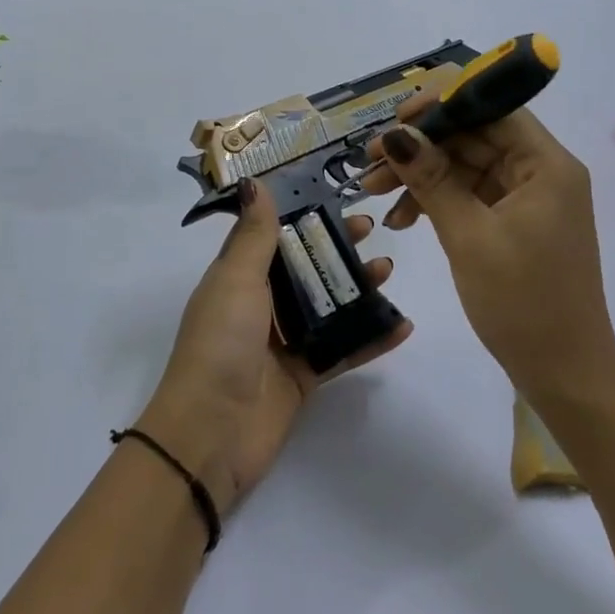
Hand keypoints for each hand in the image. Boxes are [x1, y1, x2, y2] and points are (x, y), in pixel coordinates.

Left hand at [137, 181, 408, 516]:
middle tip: (373, 234)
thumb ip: (254, 235)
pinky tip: (402, 325)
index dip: (304, 217)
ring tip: (389, 272)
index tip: (338, 201)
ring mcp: (283, 343)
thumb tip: (255, 182)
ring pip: (328, 307)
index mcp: (238, 278)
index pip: (275, 238)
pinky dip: (371, 338)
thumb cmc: (221, 343)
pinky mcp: (304, 376)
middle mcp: (260, 306)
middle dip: (338, 250)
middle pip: (306, 269)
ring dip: (359, 289)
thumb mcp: (236, 279)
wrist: (211, 431)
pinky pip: (343, 351)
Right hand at [362, 97, 614, 405]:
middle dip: (420, 146)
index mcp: (546, 165)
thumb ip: (432, 179)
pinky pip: (468, 197)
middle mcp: (540, 173)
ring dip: (420, 176)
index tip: (395, 119)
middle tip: (368, 163)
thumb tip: (394, 134)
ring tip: (373, 192)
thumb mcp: (470, 236)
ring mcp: (526, 200)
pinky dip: (435, 202)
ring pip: (465, 168)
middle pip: (473, 137)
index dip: (442, 105)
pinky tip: (402, 219)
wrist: (563, 373)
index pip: (492, 109)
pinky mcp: (512, 225)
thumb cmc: (522, 302)